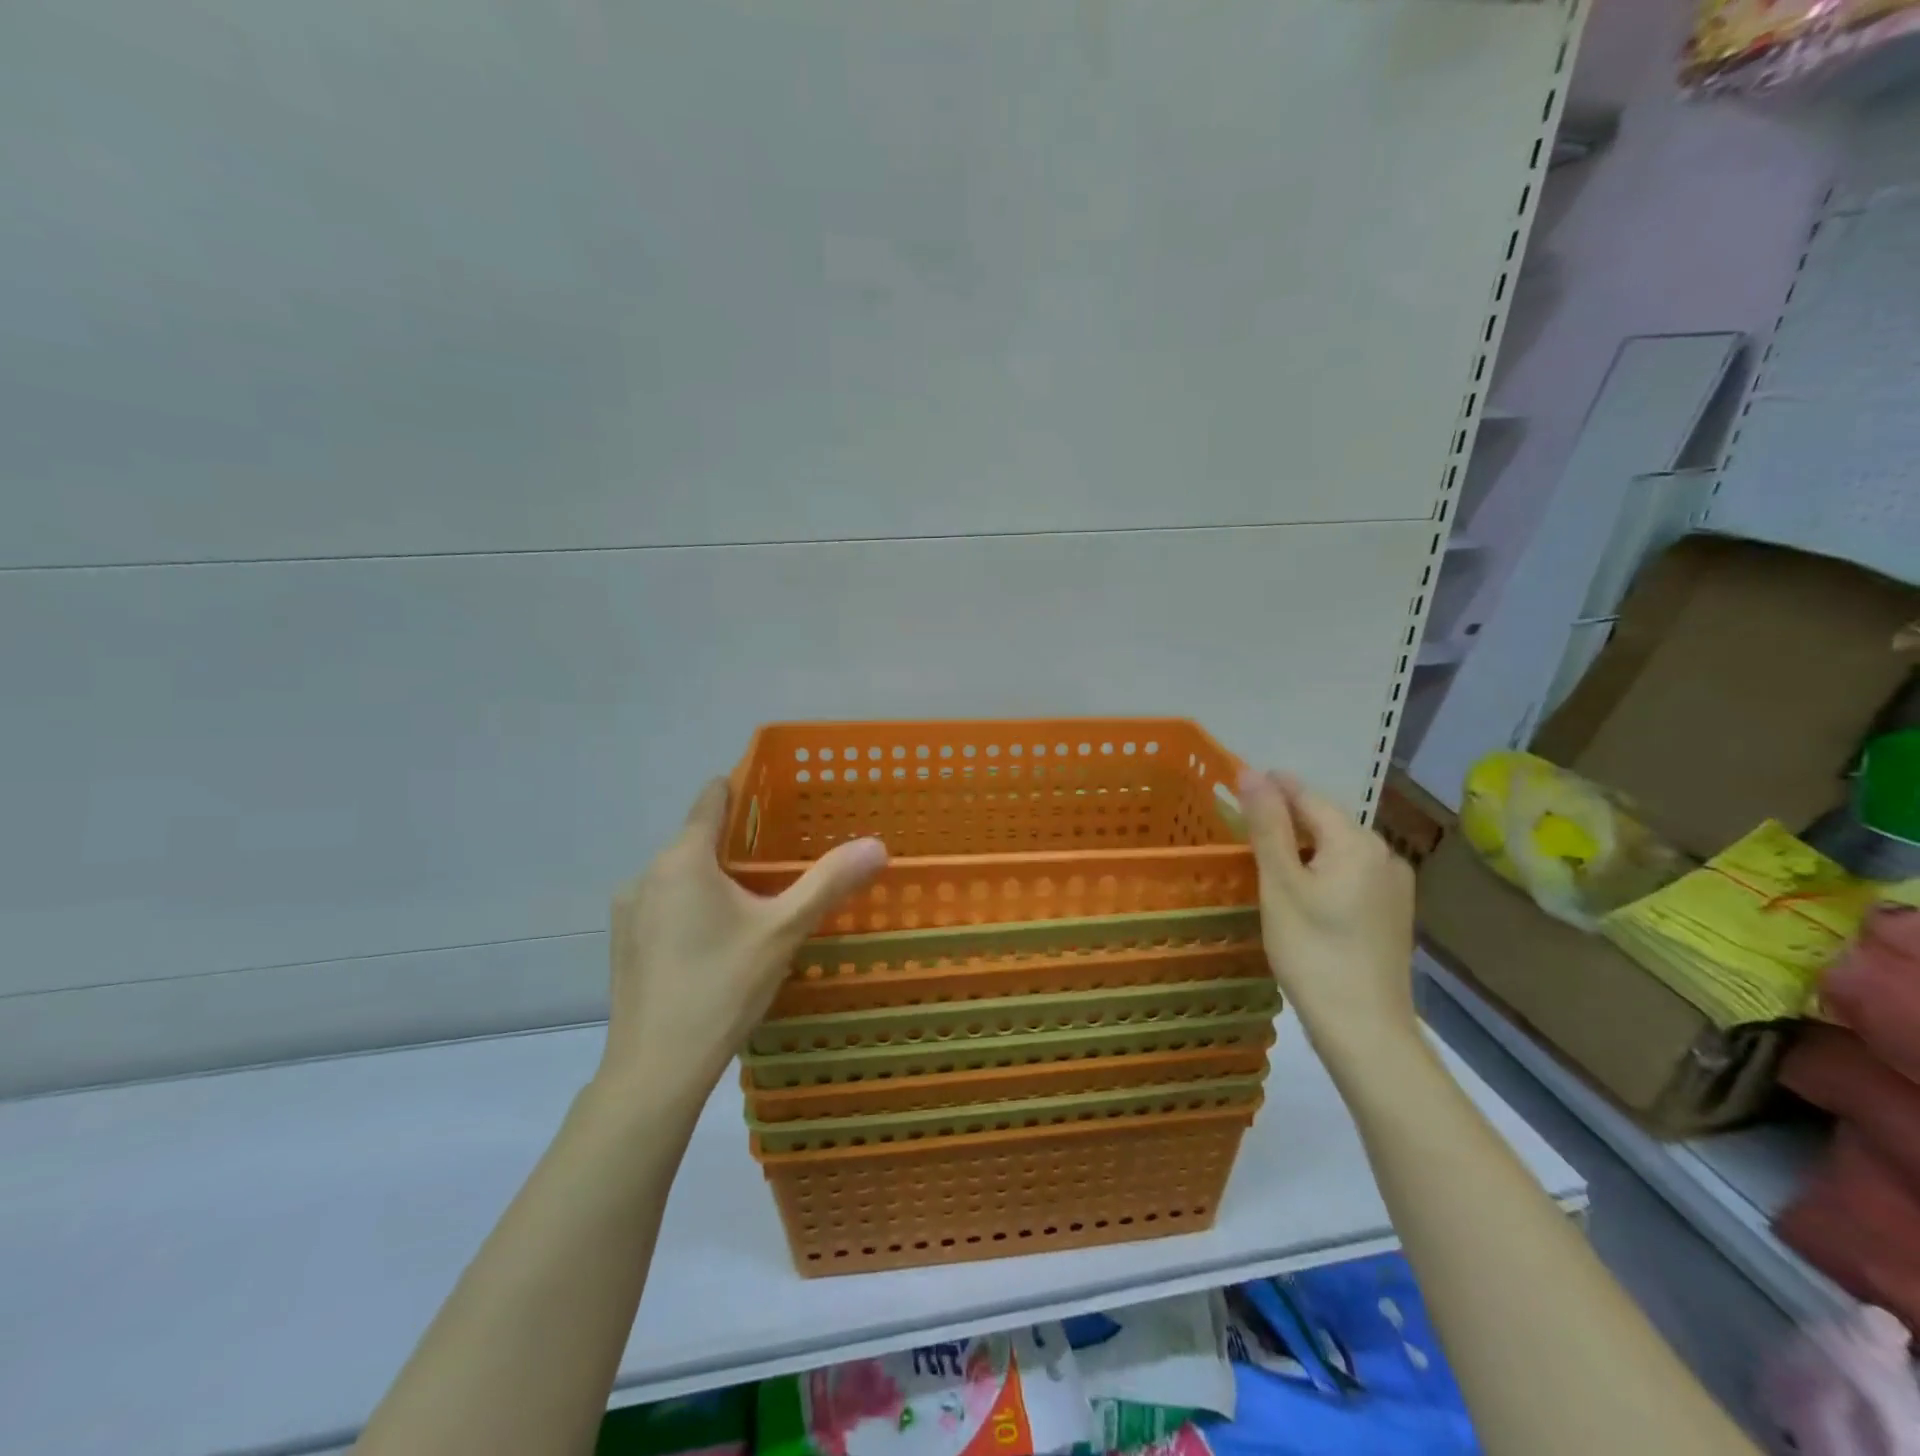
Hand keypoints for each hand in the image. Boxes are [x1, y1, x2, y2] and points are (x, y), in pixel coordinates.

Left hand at [597, 778, 887, 1100]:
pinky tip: (717, 944)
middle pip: (698, 839)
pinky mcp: (623, 943)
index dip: (743, 789)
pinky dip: (692, 908)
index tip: (776, 797)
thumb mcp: (783, 931)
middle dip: (738, 845)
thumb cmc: (722, 986)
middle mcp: (646, 873)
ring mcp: (628, 910)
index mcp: (682, 858)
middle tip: (783, 863)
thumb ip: (829, 883)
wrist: (655, 1069)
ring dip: (714, 880)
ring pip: (680, 876)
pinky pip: (664, 905)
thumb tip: (876, 844)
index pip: (711, 798)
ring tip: (756, 905)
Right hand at [1239, 769, 1417, 1058]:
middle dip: (1286, 818)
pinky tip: (1300, 893)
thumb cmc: (1312, 951)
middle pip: (1326, 821)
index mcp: (1357, 842)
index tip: (1237, 786)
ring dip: (1302, 846)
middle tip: (1243, 827)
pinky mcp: (1392, 913)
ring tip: (1265, 859)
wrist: (1365, 1028)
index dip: (1271, 788)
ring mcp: (1393, 886)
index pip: (1307, 796)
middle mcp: (1384, 854)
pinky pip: (1350, 874)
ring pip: (1338, 849)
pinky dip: (1321, 871)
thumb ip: (1267, 825)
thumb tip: (1251, 773)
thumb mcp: (1280, 884)